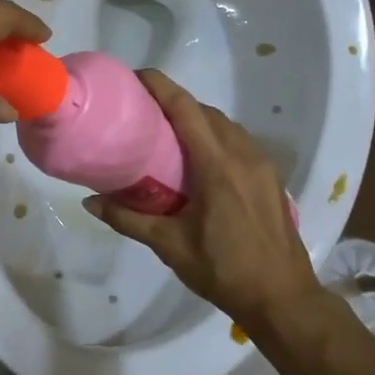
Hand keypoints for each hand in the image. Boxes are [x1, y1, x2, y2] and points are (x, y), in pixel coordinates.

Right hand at [82, 70, 327, 332]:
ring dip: (197, 118)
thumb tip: (90, 202)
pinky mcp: (271, 178)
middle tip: (143, 108)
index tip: (136, 75)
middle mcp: (243, 155)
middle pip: (206, 112)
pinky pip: (239, 142)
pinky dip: (216, 136)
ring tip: (167, 130)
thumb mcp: (170, 246)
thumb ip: (129, 219)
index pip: (186, 109)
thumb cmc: (223, 270)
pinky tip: (199, 157)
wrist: (283, 299)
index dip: (161, 86)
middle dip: (175, 101)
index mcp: (217, 166)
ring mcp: (262, 165)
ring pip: (226, 126)